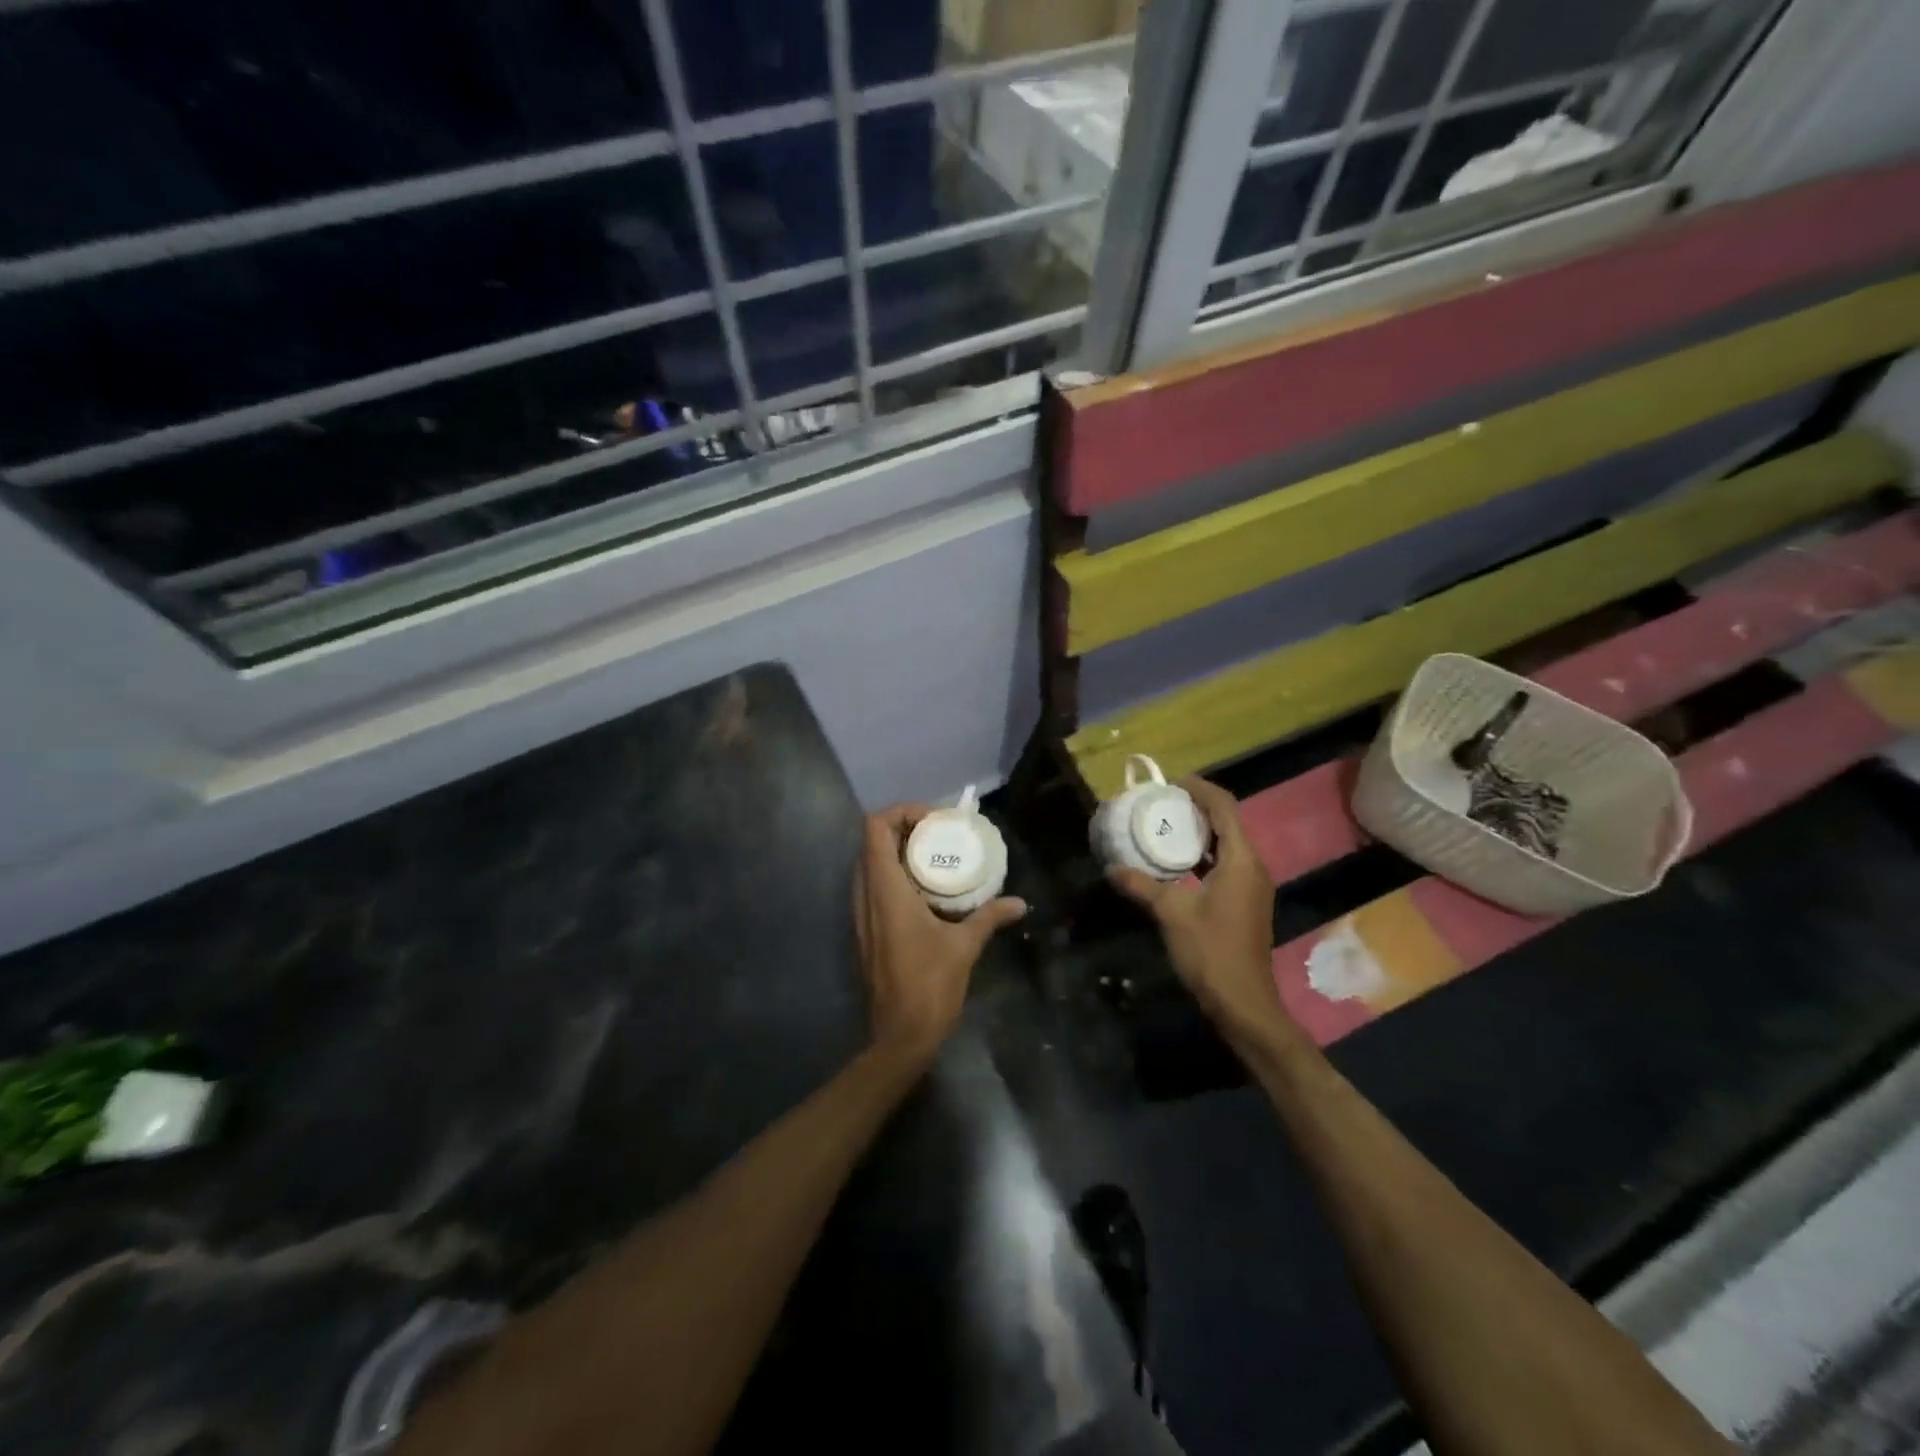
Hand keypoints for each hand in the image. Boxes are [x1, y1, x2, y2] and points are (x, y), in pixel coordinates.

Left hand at [853, 805, 1026, 1065]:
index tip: (934, 820)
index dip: (901, 812)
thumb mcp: (965, 946)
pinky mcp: (866, 930)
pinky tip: (926, 890)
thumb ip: (989, 916)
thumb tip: (1019, 903)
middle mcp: (865, 895)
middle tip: (939, 834)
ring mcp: (861, 914)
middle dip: (903, 829)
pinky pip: (873, 887)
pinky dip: (894, 876)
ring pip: (870, 864)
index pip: (875, 828)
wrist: (899, 1036)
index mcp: (885, 890)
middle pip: (871, 841)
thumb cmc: (929, 985)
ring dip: (897, 852)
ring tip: (935, 857)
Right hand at [1108, 777, 1285, 1047]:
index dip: (1201, 789)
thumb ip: (1142, 885)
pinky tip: (1178, 861)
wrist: (1242, 1002)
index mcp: (1241, 861)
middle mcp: (1252, 866)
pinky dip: (1204, 853)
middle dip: (1198, 808)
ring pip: (1228, 844)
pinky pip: (1227, 863)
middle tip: (1164, 802)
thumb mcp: (1171, 913)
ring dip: (1201, 831)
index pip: (1225, 808)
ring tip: (1166, 824)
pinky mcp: (1246, 901)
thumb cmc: (1211, 951)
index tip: (1173, 782)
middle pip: (1229, 822)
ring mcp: (1252, 885)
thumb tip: (1111, 867)